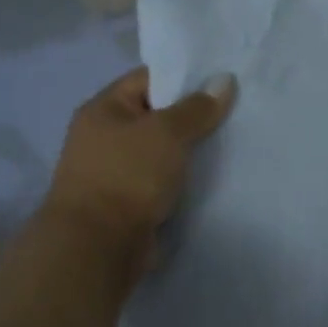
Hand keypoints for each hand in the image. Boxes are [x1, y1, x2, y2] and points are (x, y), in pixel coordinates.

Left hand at [44, 66, 236, 265]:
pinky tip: (210, 173)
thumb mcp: (168, 132)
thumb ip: (198, 106)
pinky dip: (181, 177)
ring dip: (188, 149)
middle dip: (191, 114)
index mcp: (103, 109)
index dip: (184, 76)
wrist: (96, 250)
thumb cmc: (127, 176)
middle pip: (156, 113)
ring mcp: (112, 171)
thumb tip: (225, 80)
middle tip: (232, 110)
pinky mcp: (125, 202)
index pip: (149, 78)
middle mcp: (103, 136)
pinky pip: (160, 178)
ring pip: (161, 149)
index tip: (221, 80)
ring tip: (228, 140)